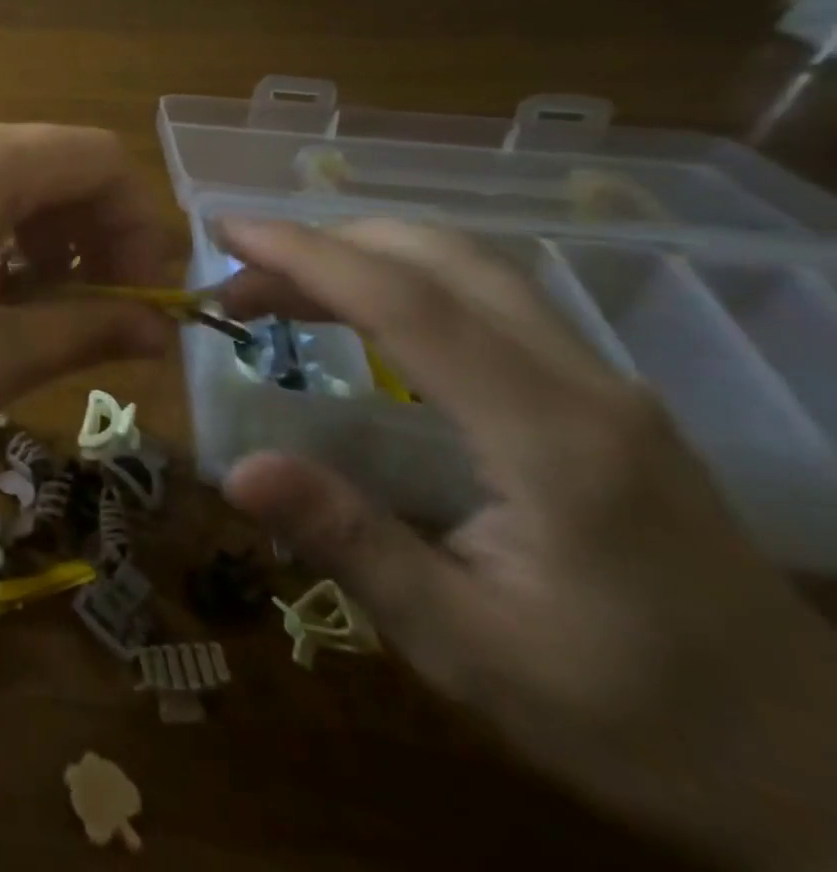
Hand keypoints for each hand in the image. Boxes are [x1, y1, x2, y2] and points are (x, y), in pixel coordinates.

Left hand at [0, 115, 176, 460]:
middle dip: (92, 233)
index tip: (142, 298)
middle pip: (51, 164)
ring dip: (42, 237)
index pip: (97, 159)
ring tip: (37, 309)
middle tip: (97, 312)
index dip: (138, 225)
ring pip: (4, 179)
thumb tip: (158, 332)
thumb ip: (86, 331)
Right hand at [214, 218, 836, 870]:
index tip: (227, 232)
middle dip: (323, 245)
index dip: (307, 256)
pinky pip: (483, 297)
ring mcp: (599, 381)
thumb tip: (237, 471)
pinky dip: (398, 279)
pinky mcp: (597, 393)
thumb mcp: (470, 651)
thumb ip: (351, 546)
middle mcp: (581, 382)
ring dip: (360, 255)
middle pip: (440, 259)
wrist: (817, 772)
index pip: (409, 303)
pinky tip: (357, 315)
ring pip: (466, 267)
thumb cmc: (633, 719)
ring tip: (277, 291)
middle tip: (237, 276)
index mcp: (551, 436)